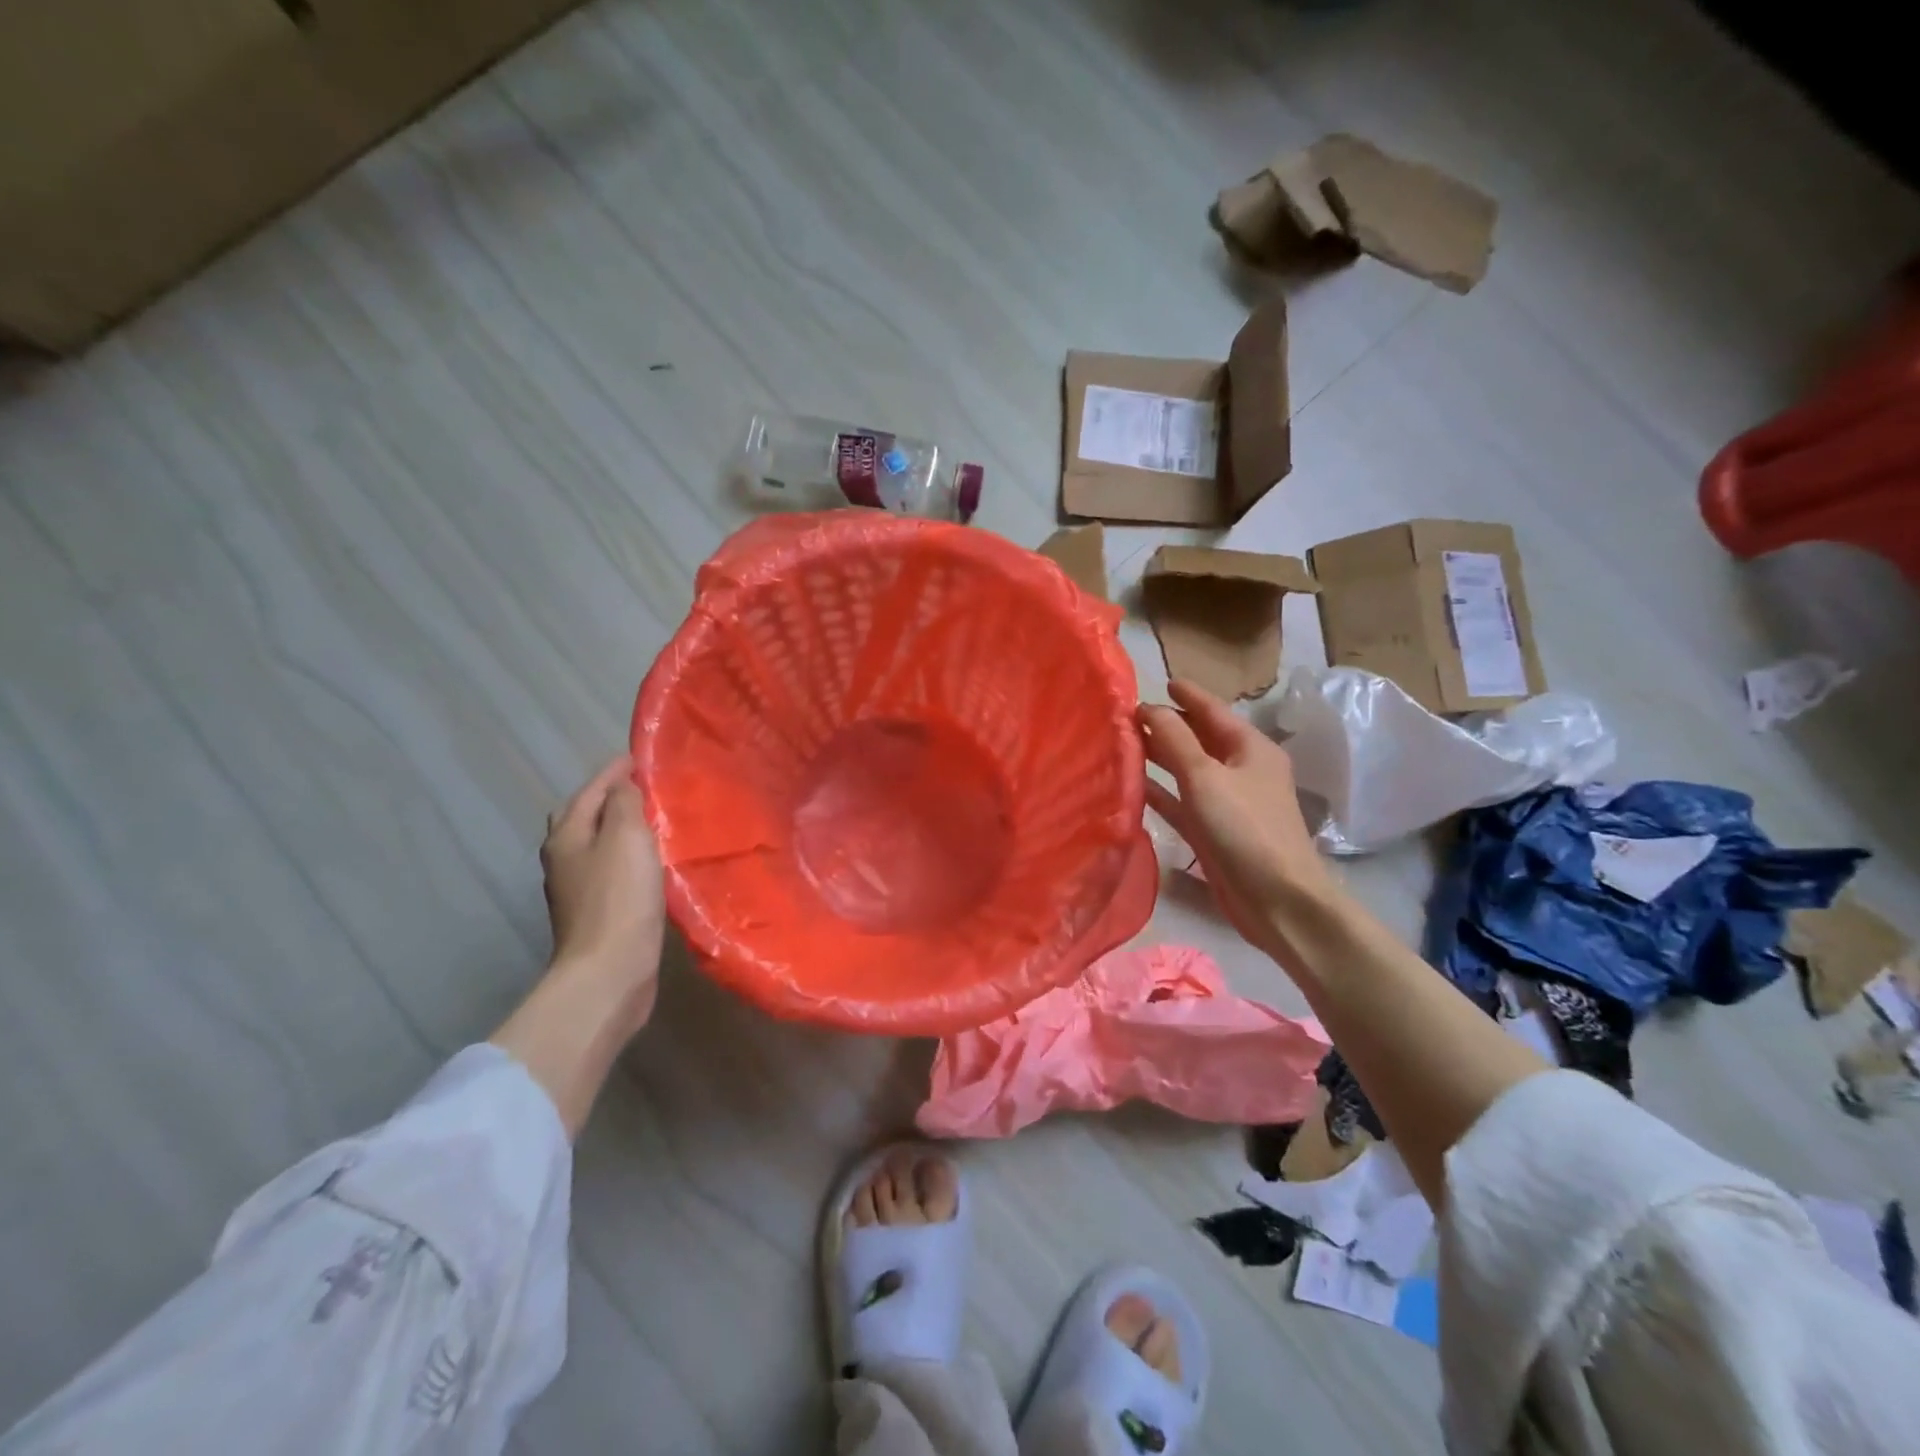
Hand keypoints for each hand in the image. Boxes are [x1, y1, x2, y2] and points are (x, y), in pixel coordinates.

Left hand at [541, 755, 666, 1022]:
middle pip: (583, 816)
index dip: (613, 772)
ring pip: (596, 844)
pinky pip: (610, 868)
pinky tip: (648, 861)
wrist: (610, 970)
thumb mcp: (626, 836)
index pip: (589, 791)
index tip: (638, 758)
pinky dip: (626, 855)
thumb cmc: (619, 896)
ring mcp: (577, 888)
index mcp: (566, 836)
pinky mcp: (596, 912)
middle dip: (608, 798)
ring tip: (651, 819)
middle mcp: (563, 859)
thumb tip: (623, 785)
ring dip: (619, 828)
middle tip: (641, 788)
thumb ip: (625, 803)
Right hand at [1139, 680, 1339, 964]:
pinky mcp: (1214, 832)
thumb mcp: (1206, 775)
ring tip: (1126, 744)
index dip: (1188, 695)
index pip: (1214, 711)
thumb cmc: (1245, 828)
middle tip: (1130, 715)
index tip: (1162, 681)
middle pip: (1199, 739)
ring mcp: (1227, 803)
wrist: (1277, 900)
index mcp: (1250, 748)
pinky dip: (1161, 792)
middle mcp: (1241, 770)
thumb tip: (1148, 708)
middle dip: (1168, 725)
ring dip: (1160, 757)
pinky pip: (1182, 802)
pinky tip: (1135, 786)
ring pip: (1188, 770)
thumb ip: (1174, 739)